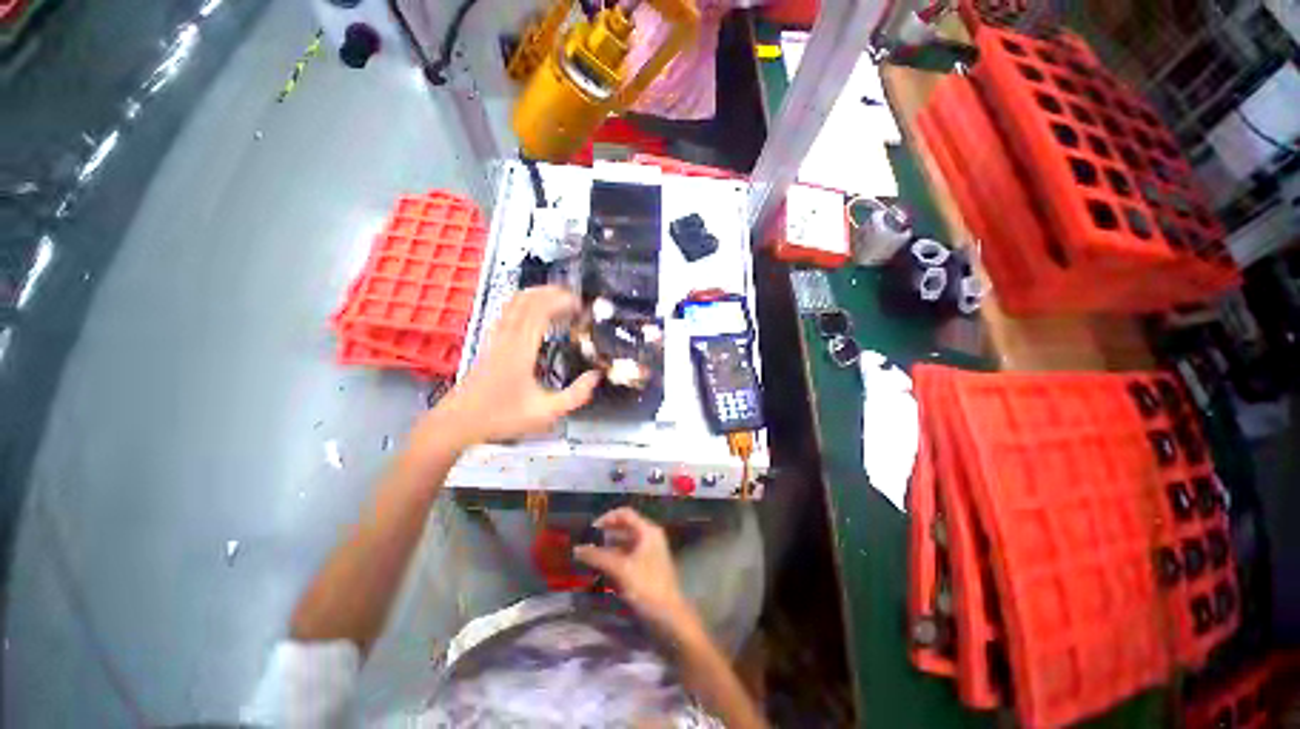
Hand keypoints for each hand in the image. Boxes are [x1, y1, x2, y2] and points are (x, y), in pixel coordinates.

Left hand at [422, 287, 600, 449]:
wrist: (458, 422)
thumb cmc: (502, 417)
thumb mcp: (546, 412)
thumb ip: (575, 395)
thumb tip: (596, 376)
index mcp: (520, 349)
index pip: (540, 311)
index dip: (561, 301)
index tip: (581, 305)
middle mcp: (506, 336)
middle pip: (526, 299)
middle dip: (552, 292)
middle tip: (574, 299)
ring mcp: (495, 337)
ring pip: (514, 303)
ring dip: (537, 295)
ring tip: (559, 301)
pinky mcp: (489, 342)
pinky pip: (507, 312)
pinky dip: (525, 305)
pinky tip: (535, 315)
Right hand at [574, 508, 700, 634]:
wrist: (670, 618)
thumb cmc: (647, 588)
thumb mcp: (621, 570)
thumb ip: (598, 557)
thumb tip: (577, 549)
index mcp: (648, 531)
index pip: (625, 514)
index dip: (606, 518)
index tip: (590, 529)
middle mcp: (649, 538)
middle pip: (624, 528)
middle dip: (605, 534)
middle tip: (586, 543)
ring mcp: (649, 553)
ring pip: (624, 544)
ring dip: (607, 548)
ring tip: (589, 557)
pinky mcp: (646, 569)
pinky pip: (627, 557)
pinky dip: (614, 560)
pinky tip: (601, 569)